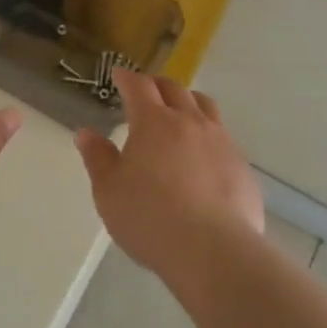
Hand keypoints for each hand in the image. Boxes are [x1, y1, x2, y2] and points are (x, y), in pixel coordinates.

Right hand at [74, 69, 263, 281]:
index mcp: (153, 122)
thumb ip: (98, 159)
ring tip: (180, 112)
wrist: (213, 252)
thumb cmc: (150, 219)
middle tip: (147, 91)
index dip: (127, 78)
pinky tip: (204, 156)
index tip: (119, 75)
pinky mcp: (241, 166)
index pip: (139, 86)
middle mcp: (189, 122)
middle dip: (157, 85)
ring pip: (205, 106)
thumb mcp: (109, 192)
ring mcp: (220, 141)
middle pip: (174, 89)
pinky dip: (209, 135)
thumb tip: (86, 133)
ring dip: (188, 102)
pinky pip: (224, 138)